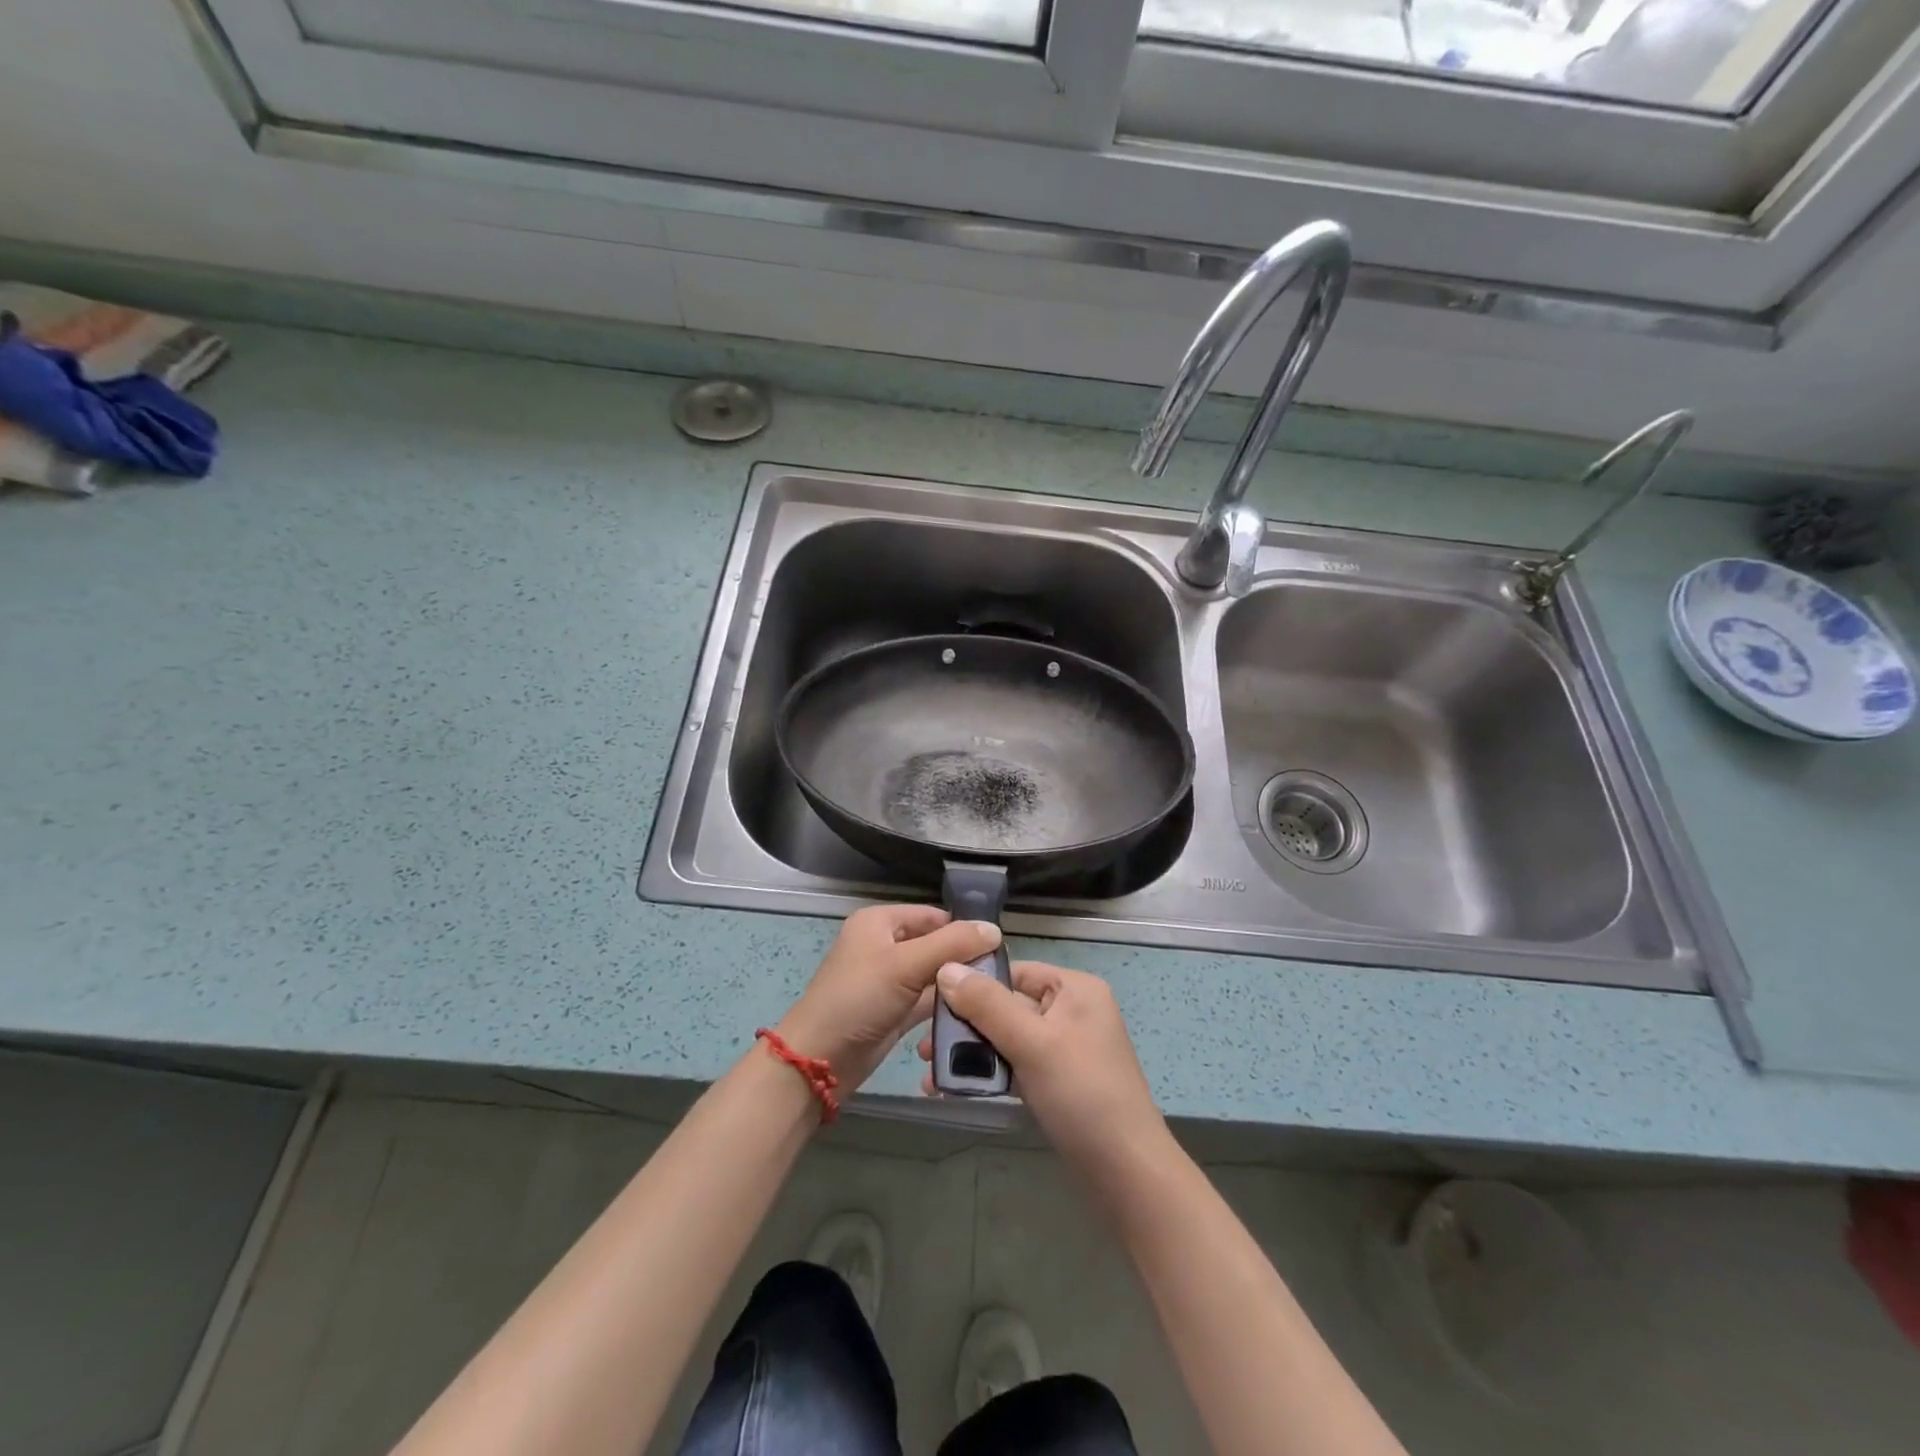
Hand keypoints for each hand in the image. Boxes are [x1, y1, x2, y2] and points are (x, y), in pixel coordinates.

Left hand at [778, 905, 1000, 1089]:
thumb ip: (952, 944)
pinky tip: (975, 1014)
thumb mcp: (906, 965)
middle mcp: (885, 945)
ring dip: (958, 985)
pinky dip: (947, 1006)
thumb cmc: (858, 999)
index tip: (998, 949)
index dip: (963, 929)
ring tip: (994, 996)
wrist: (820, 1060)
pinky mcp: (895, 1011)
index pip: (933, 915)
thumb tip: (995, 929)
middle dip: (964, 959)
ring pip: (934, 975)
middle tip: (999, 976)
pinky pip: (928, 1001)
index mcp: (880, 922)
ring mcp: (889, 980)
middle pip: (935, 944)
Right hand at [919, 960, 1164, 1177]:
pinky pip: (1016, 1066)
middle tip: (925, 1048)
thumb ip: (987, 1004)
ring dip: (971, 1054)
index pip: (1014, 971)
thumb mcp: (1031, 1043)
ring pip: (1007, 1038)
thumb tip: (945, 968)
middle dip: (965, 1026)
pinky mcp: (1058, 1082)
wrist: (1126, 1173)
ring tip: (931, 1073)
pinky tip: (953, 1089)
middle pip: (1007, 1005)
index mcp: (1074, 989)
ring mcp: (1066, 1048)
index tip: (931, 1003)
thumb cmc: (1082, 1094)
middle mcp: (1071, 1011)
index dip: (973, 983)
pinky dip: (988, 1075)